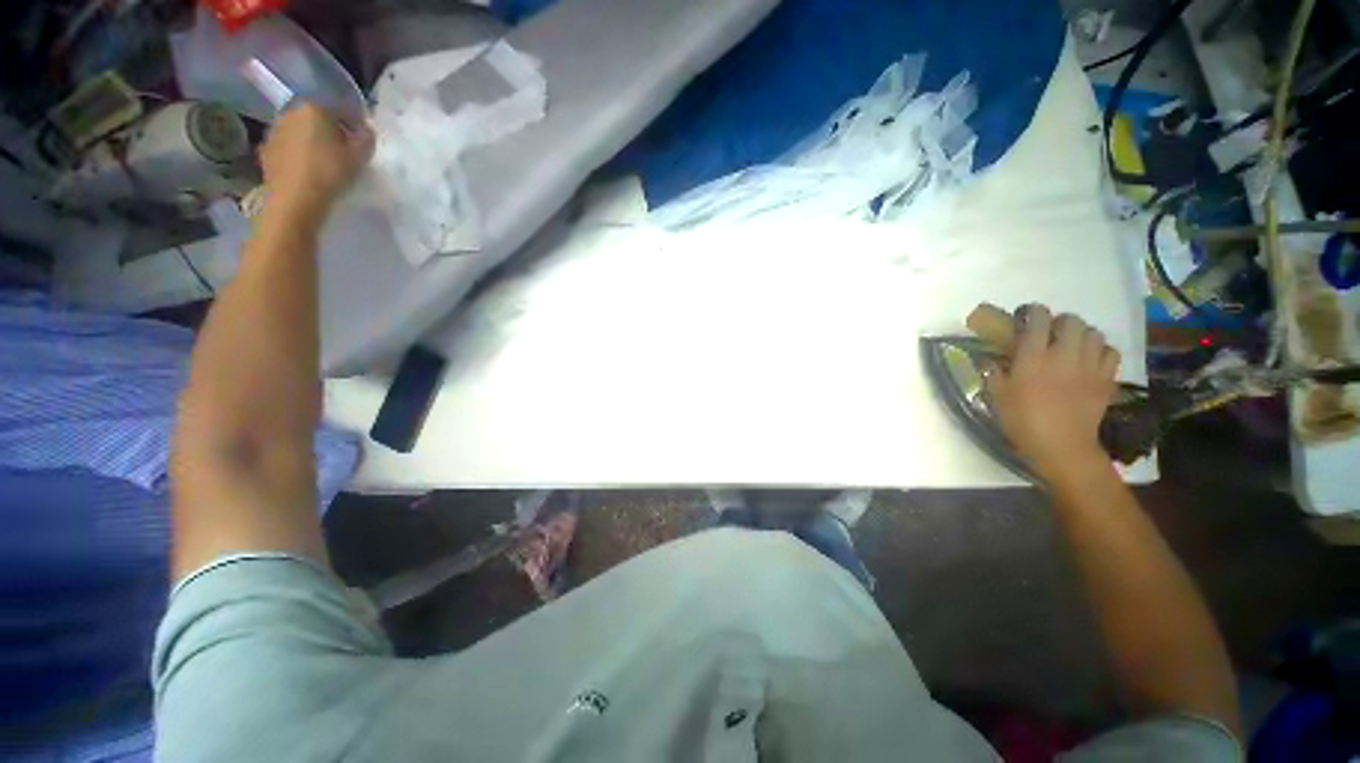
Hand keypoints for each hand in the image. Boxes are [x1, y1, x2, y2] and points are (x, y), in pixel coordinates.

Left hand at [259, 102, 374, 225]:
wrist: (294, 198)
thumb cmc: (330, 172)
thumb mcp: (359, 156)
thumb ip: (366, 138)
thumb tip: (366, 130)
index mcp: (314, 107)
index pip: (341, 109)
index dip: (355, 124)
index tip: (363, 141)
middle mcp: (290, 111)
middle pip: (317, 118)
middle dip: (331, 130)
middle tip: (344, 150)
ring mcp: (274, 130)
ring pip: (301, 131)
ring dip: (313, 141)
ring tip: (325, 161)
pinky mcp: (265, 149)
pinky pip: (288, 146)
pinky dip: (298, 153)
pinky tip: (308, 169)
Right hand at [984, 305, 1120, 482]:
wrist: (1061, 446)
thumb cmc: (1022, 421)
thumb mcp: (998, 396)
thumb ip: (993, 373)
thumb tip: (988, 359)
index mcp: (1033, 357)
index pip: (1038, 320)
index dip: (1033, 312)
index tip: (1026, 316)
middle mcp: (1064, 355)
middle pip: (1071, 321)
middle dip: (1060, 321)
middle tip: (1051, 332)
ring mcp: (1090, 366)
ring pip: (1094, 333)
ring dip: (1082, 334)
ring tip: (1072, 344)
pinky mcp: (1106, 379)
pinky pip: (1110, 352)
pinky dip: (1101, 350)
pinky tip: (1091, 359)